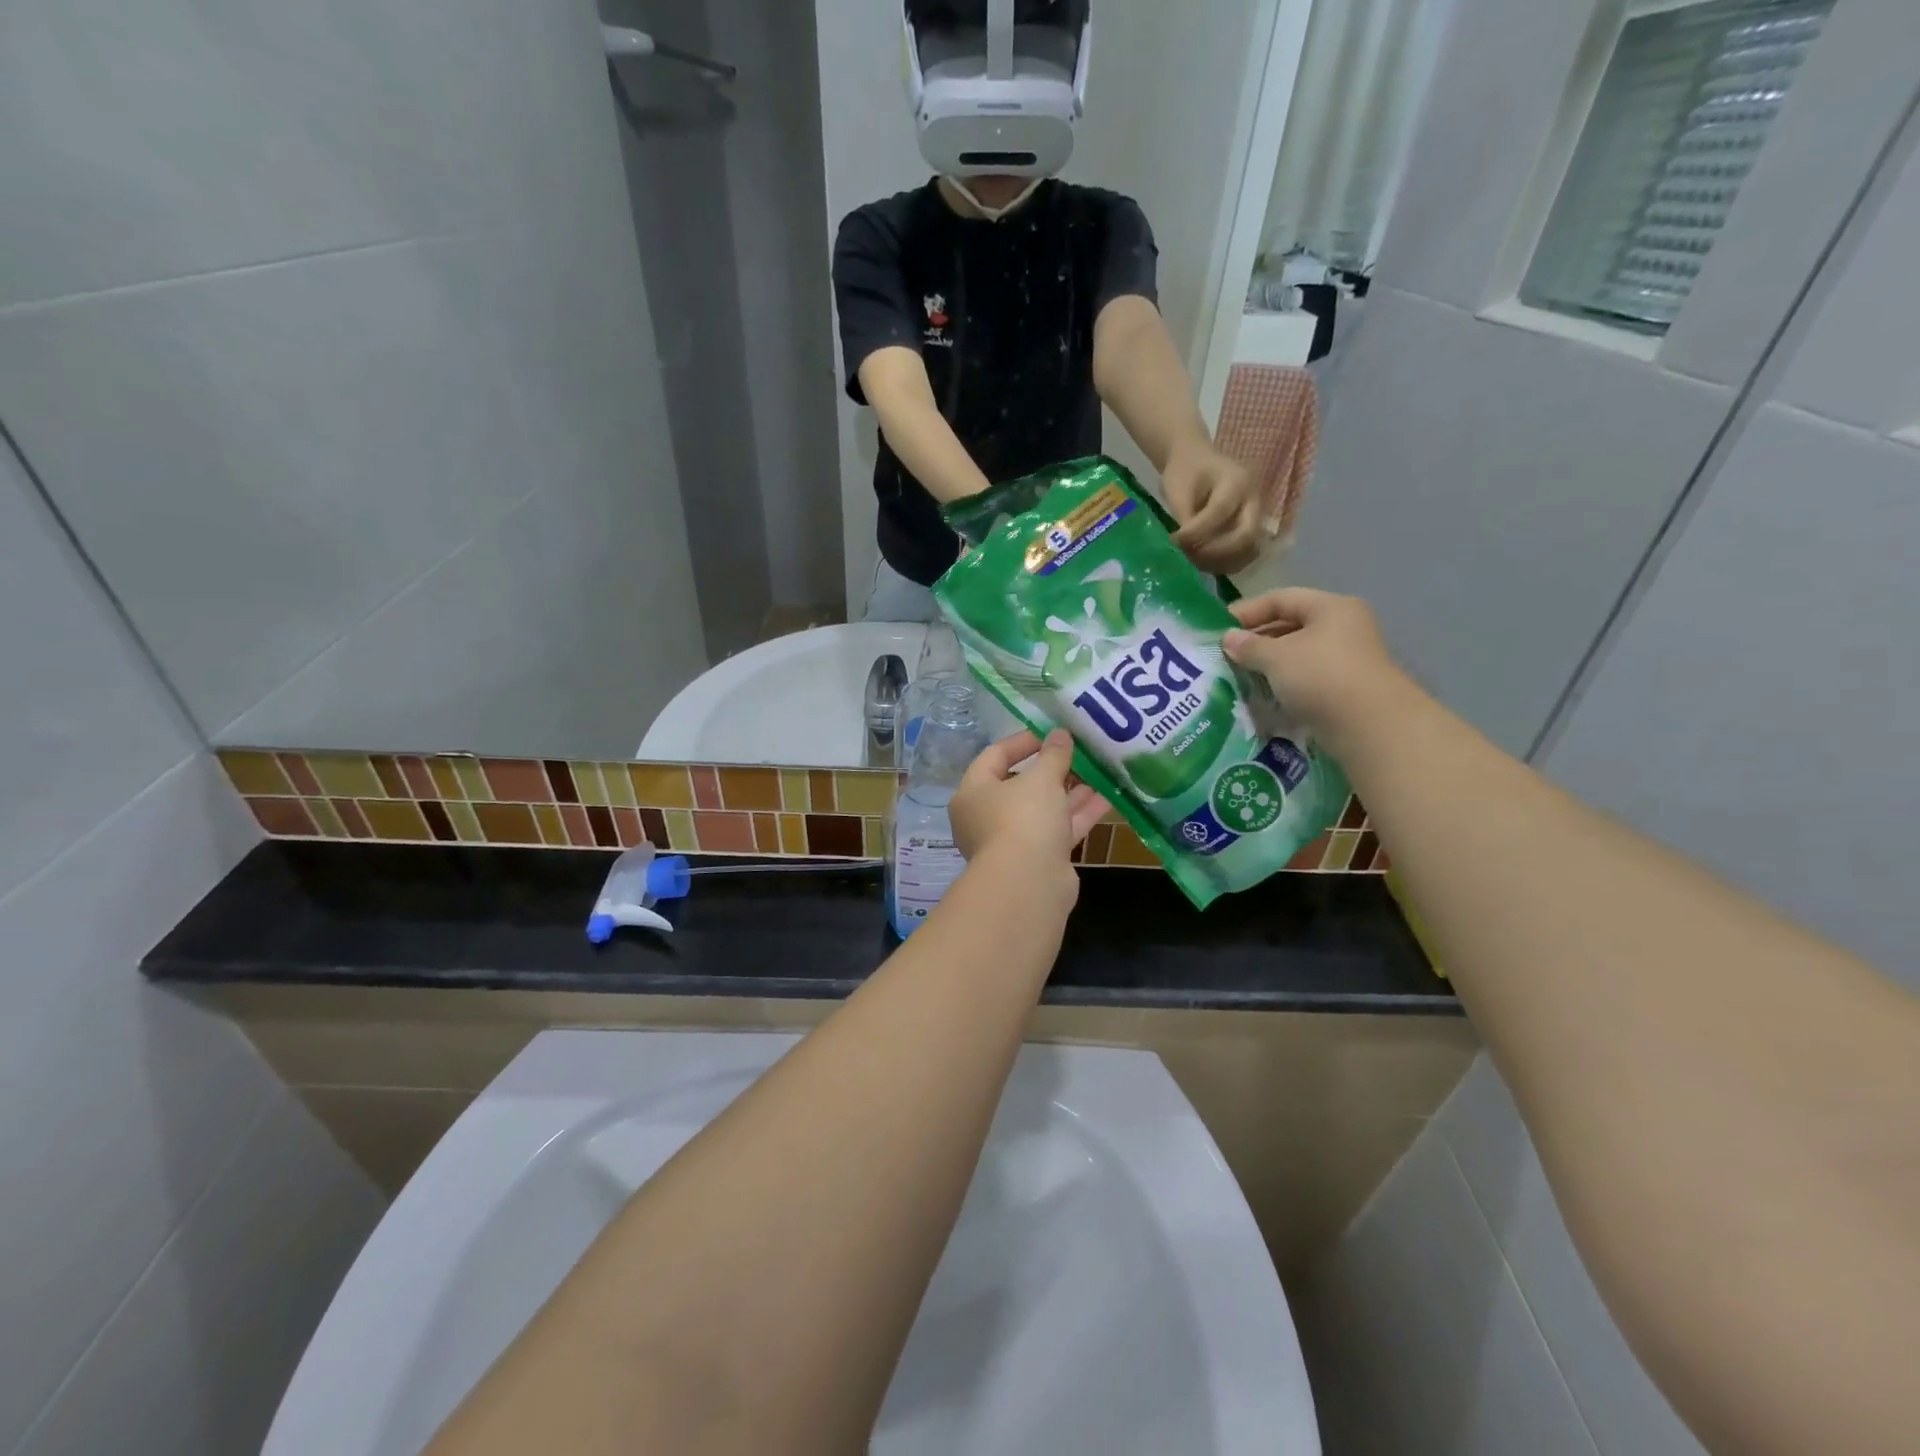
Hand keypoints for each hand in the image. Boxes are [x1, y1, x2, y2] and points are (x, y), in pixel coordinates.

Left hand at [950, 730, 1109, 895]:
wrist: (1029, 885)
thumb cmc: (1023, 819)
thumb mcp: (1041, 778)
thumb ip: (1053, 754)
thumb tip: (1060, 733)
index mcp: (973, 792)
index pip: (994, 756)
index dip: (1023, 741)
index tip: (1052, 733)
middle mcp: (986, 817)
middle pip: (1020, 785)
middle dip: (1052, 769)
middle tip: (1079, 753)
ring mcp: (1012, 841)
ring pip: (1043, 809)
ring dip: (1070, 791)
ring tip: (1099, 771)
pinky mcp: (1037, 861)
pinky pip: (1057, 830)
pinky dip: (1078, 814)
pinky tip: (1107, 798)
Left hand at [1165, 440, 1261, 574]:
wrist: (1196, 463)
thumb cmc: (1185, 472)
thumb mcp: (1178, 491)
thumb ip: (1185, 519)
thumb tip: (1185, 550)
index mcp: (1237, 481)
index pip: (1219, 513)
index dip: (1195, 533)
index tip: (1173, 541)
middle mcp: (1255, 499)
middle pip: (1246, 536)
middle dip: (1215, 553)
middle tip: (1189, 556)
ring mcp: (1257, 516)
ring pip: (1249, 550)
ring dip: (1221, 562)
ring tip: (1194, 561)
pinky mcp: (1251, 529)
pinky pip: (1245, 554)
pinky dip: (1226, 564)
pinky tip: (1204, 563)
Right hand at [1222, 588, 1410, 746]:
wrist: (1370, 726)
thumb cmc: (1321, 677)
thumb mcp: (1276, 657)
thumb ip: (1249, 645)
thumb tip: (1228, 638)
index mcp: (1330, 608)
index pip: (1281, 598)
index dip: (1247, 611)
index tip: (1218, 629)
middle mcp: (1343, 627)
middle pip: (1291, 625)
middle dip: (1257, 639)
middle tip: (1226, 655)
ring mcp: (1347, 659)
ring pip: (1298, 654)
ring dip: (1268, 664)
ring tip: (1239, 676)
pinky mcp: (1346, 688)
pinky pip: (1306, 677)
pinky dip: (1283, 683)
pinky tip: (1263, 695)